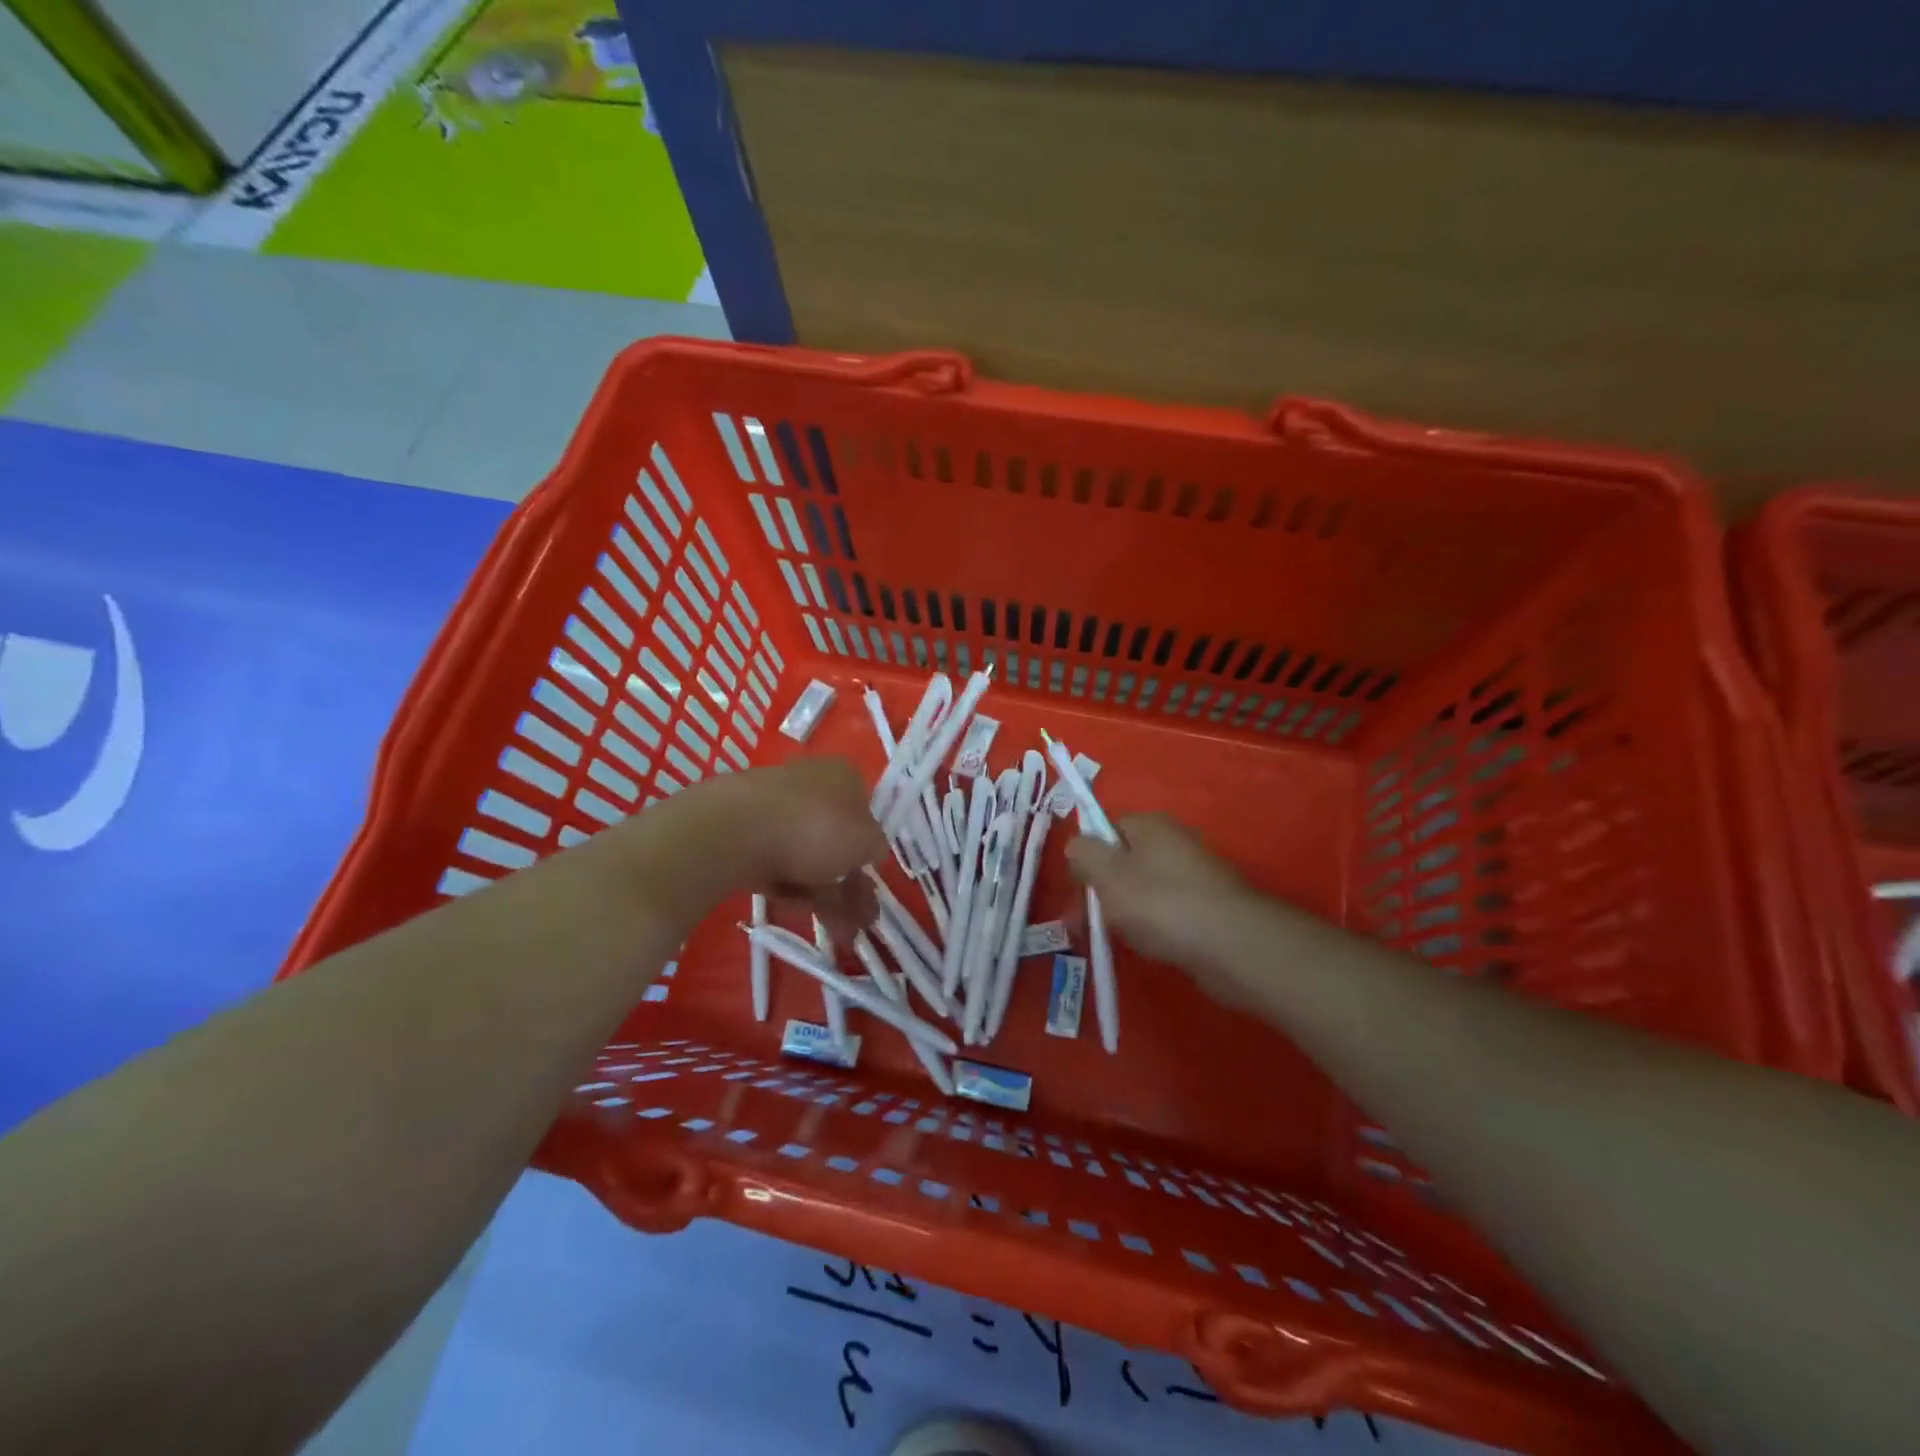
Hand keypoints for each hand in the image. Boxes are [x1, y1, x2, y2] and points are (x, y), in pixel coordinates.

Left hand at [613, 757, 887, 937]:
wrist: (733, 830)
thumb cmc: (815, 826)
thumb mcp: (866, 840)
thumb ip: (876, 847)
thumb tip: (871, 851)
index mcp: (841, 775)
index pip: (864, 809)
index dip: (870, 846)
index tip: (873, 878)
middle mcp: (808, 784)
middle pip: (835, 839)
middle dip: (852, 885)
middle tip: (863, 921)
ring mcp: (772, 808)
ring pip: (807, 856)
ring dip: (830, 898)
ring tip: (841, 935)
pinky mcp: (742, 834)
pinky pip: (777, 865)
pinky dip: (794, 890)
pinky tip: (802, 914)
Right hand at [1066, 814, 1261, 1005]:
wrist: (1233, 945)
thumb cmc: (1161, 904)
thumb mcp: (1107, 875)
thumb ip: (1083, 854)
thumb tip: (1076, 845)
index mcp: (1150, 824)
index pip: (1106, 829)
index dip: (1088, 858)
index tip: (1078, 889)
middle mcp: (1176, 840)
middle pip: (1126, 860)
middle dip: (1107, 890)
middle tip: (1095, 921)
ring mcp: (1197, 874)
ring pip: (1147, 888)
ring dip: (1131, 911)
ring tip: (1126, 937)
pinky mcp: (1211, 905)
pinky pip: (1171, 911)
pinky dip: (1158, 927)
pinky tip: (1156, 946)